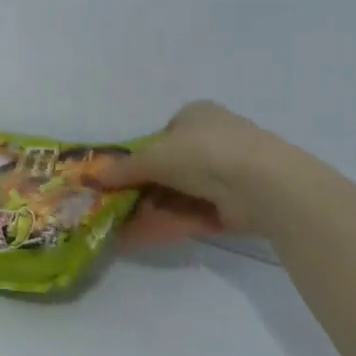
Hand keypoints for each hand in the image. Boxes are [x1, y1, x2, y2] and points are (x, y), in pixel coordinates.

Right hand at [94, 100, 300, 243]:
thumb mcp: (152, 156)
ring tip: (115, 229)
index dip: (137, 158)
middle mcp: (212, 141)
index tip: (116, 179)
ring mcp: (226, 175)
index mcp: (196, 116)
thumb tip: (93, 178)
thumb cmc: (203, 153)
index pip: (161, 135)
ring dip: (146, 211)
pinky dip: (165, 224)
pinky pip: (191, 214)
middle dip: (138, 190)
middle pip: (167, 169)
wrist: (262, 184)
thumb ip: (123, 169)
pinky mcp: (233, 206)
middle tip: (111, 208)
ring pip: (177, 195)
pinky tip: (135, 239)